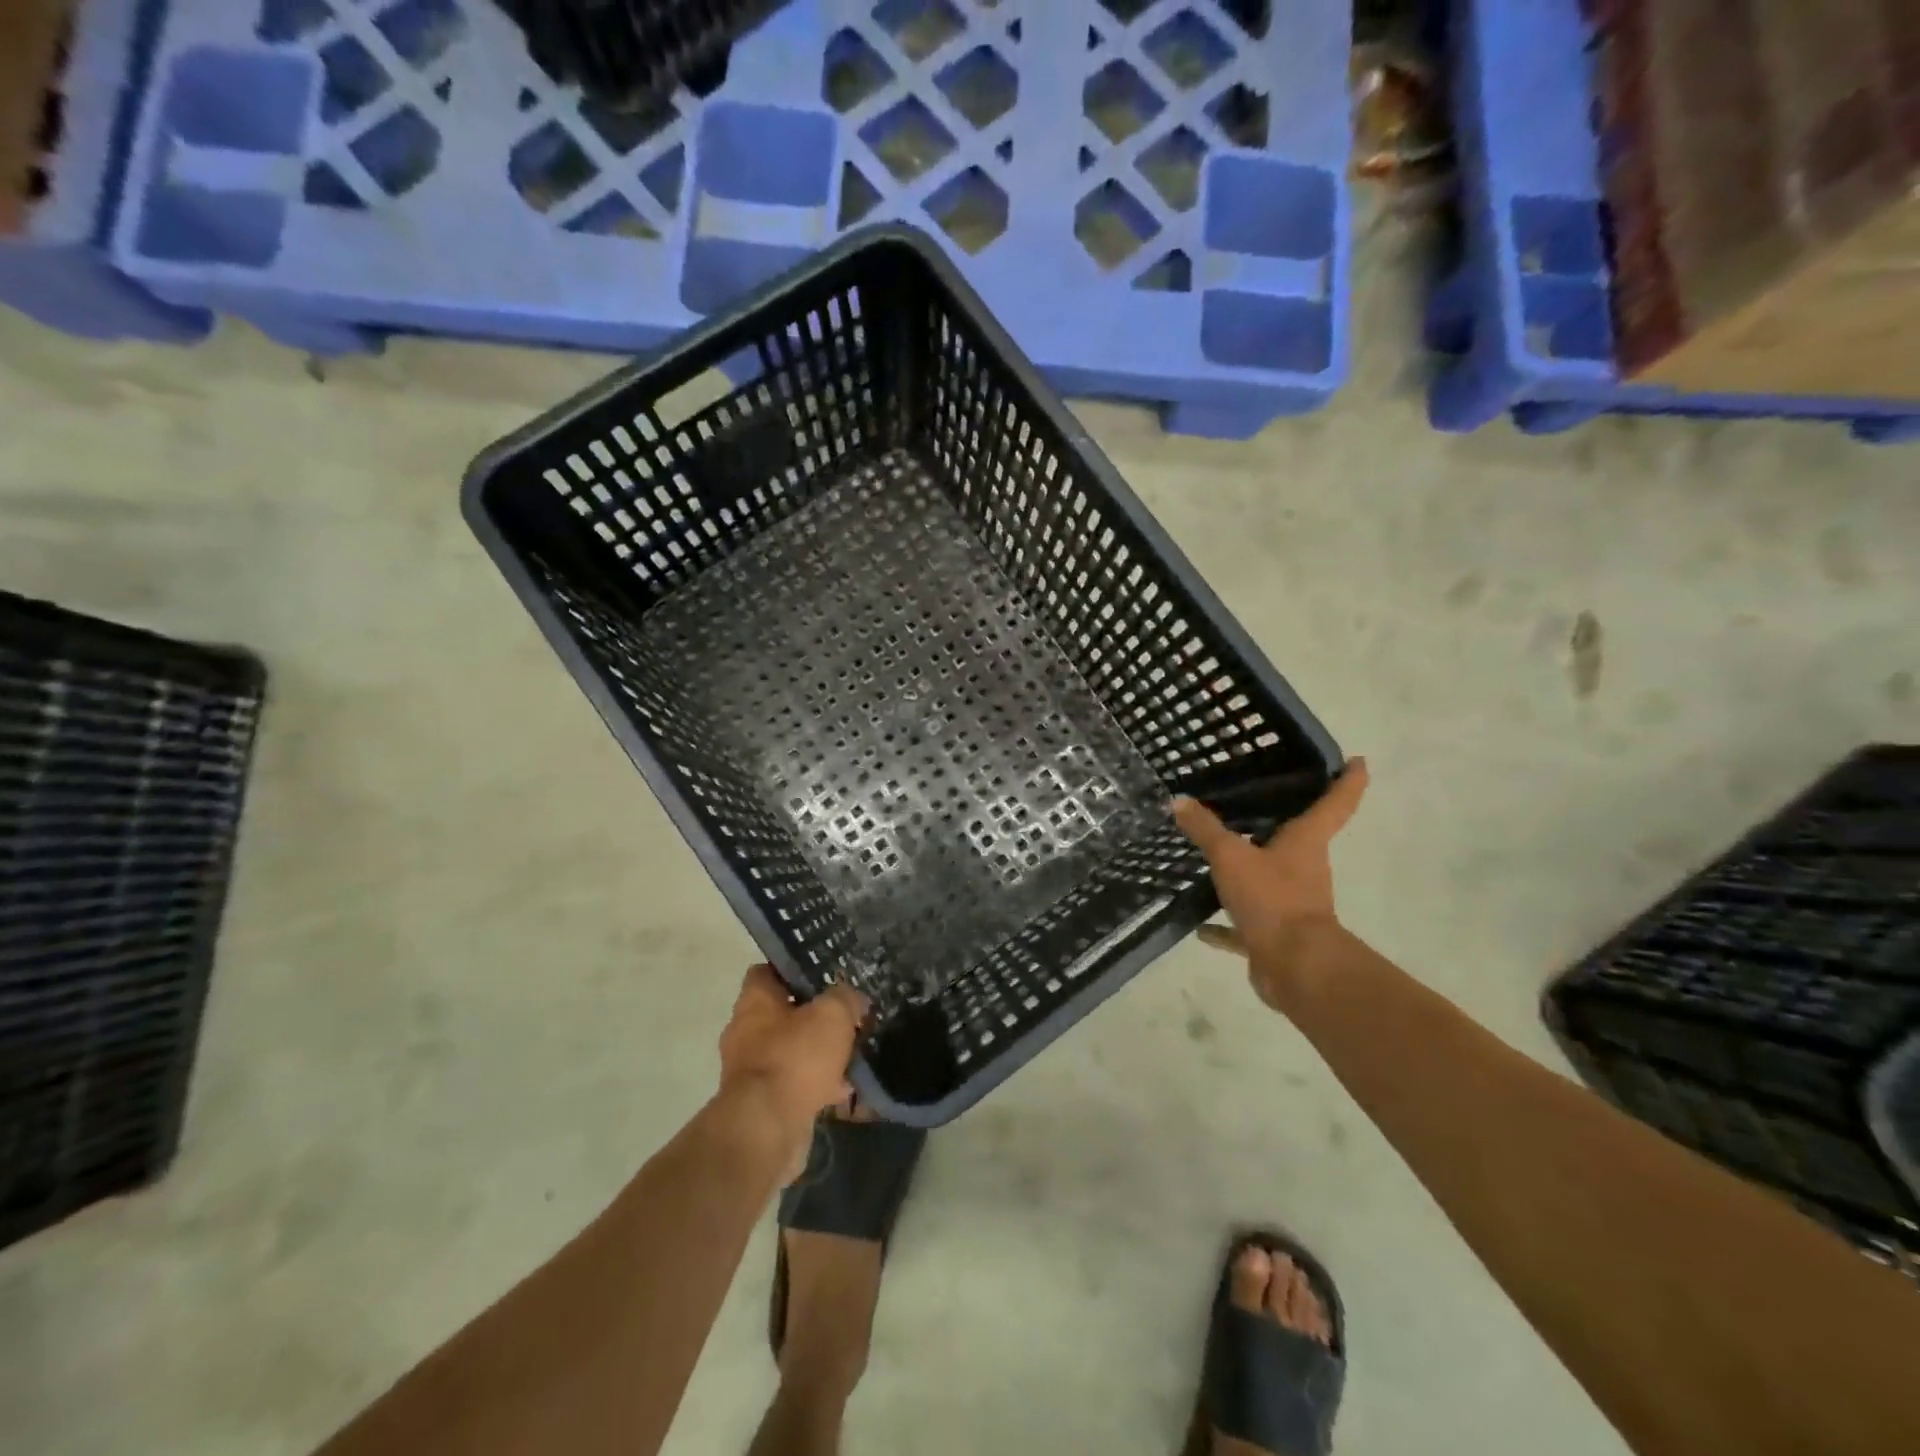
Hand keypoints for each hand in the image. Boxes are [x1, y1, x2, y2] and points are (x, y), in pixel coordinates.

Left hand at [717, 965, 867, 1147]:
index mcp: (754, 1002)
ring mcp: (751, 1071)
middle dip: (813, 1016)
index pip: (766, 972)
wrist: (766, 1130)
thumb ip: (845, 998)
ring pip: (791, 1051)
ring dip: (818, 1054)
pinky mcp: (762, 1104)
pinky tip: (846, 1089)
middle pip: (782, 1013)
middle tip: (845, 1015)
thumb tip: (853, 999)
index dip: (793, 969)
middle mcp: (746, 1032)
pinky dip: (818, 1086)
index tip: (822, 974)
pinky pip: (794, 1085)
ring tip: (852, 1053)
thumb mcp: (833, 1014)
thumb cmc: (795, 1057)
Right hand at [1172, 758, 1368, 1010]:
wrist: (1295, 967)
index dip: (1349, 780)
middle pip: (1301, 838)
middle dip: (1288, 821)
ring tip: (1221, 854)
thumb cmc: (1273, 899)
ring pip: (1270, 877)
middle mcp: (1305, 868)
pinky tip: (1201, 925)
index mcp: (1306, 842)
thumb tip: (1179, 801)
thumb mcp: (1231, 857)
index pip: (1335, 803)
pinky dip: (1225, 924)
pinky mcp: (1275, 933)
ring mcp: (1292, 902)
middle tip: (1264, 798)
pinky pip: (1246, 922)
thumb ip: (1205, 829)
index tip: (1358, 761)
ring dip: (1252, 868)